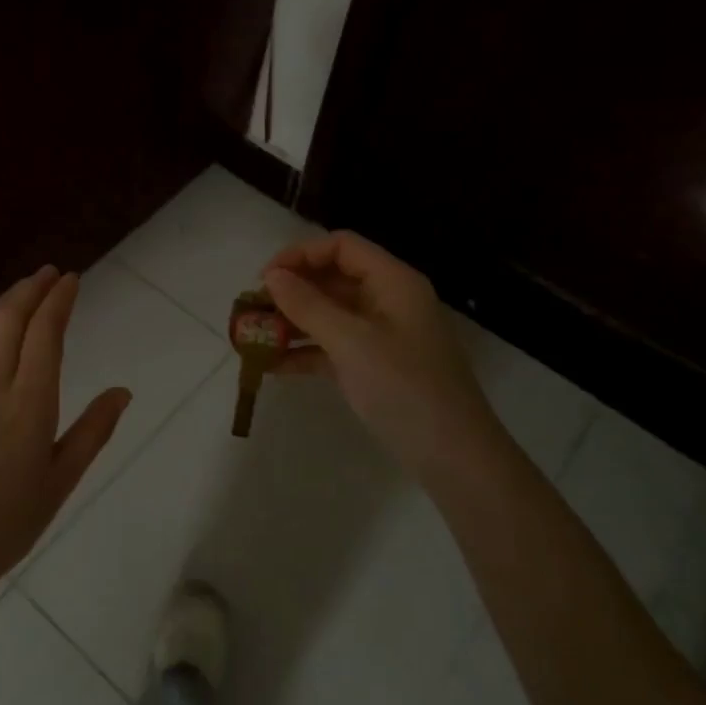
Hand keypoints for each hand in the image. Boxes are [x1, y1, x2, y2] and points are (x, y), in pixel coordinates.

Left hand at [0, 266, 130, 590]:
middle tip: (50, 273)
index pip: (46, 334)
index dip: (59, 301)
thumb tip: (123, 391)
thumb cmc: (7, 522)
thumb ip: (93, 431)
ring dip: (2, 301)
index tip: (72, 279)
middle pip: (11, 320)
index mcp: (31, 403)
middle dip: (32, 289)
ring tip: (21, 289)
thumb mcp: (62, 480)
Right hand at [263, 232, 497, 476]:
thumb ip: (308, 305)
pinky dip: (304, 352)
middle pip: (332, 279)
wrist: (453, 457)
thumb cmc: (405, 388)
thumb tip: (271, 276)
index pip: (341, 247)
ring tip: (253, 337)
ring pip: (328, 315)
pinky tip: (271, 367)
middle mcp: (387, 301)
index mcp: (393, 282)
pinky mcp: (373, 368)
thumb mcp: (352, 342)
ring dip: (292, 323)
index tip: (264, 279)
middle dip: (290, 291)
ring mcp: (380, 336)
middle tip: (251, 310)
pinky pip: (331, 348)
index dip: (300, 255)